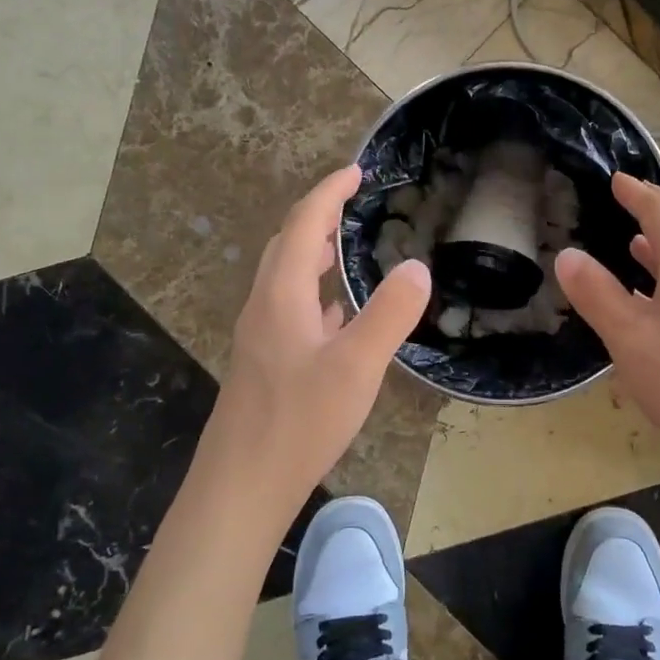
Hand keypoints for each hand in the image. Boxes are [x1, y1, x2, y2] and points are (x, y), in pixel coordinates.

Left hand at [196, 166, 431, 521]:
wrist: (241, 487)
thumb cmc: (298, 422)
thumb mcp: (356, 367)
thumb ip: (389, 314)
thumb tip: (418, 267)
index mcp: (281, 296)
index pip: (302, 224)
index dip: (328, 193)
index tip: (355, 171)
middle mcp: (264, 308)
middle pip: (287, 246)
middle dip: (317, 216)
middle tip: (351, 203)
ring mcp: (260, 338)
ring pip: (286, 279)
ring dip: (312, 254)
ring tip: (344, 248)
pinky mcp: (265, 365)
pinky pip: (290, 310)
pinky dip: (314, 294)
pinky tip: (335, 314)